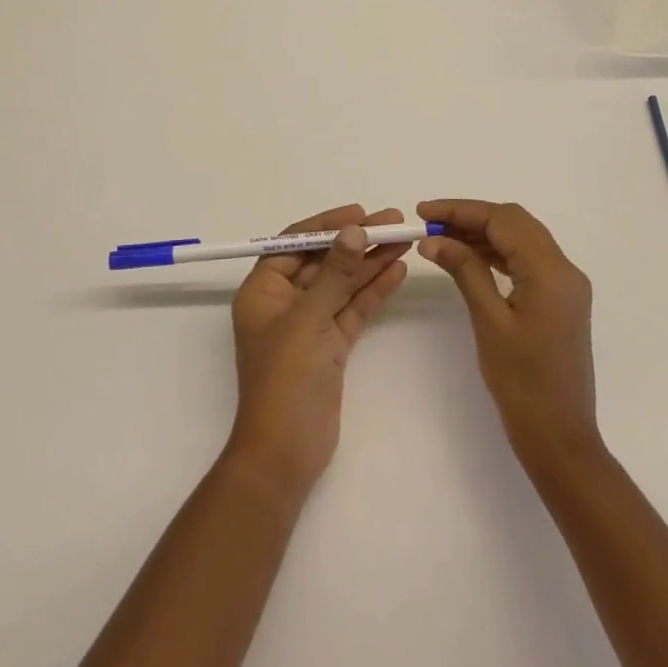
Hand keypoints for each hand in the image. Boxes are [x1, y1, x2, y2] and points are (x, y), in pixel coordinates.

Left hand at [222, 204, 409, 508]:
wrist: (286, 453)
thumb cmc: (284, 379)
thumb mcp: (308, 320)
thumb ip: (335, 274)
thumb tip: (354, 229)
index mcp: (263, 291)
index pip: (294, 245)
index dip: (327, 225)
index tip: (360, 213)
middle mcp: (285, 302)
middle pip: (323, 261)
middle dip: (356, 241)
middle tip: (394, 222)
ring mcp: (310, 324)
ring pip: (343, 284)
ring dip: (370, 262)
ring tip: (404, 239)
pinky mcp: (331, 345)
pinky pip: (353, 309)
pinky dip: (373, 291)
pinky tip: (397, 270)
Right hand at [417, 199, 600, 466]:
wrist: (560, 437)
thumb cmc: (522, 383)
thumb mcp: (489, 322)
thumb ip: (465, 271)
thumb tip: (434, 239)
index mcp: (551, 272)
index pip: (503, 220)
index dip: (461, 210)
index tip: (422, 212)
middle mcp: (564, 270)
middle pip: (515, 223)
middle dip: (471, 217)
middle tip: (429, 223)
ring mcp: (565, 285)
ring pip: (521, 240)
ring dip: (483, 234)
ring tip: (441, 239)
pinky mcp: (559, 300)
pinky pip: (526, 261)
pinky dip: (497, 253)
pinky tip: (469, 258)